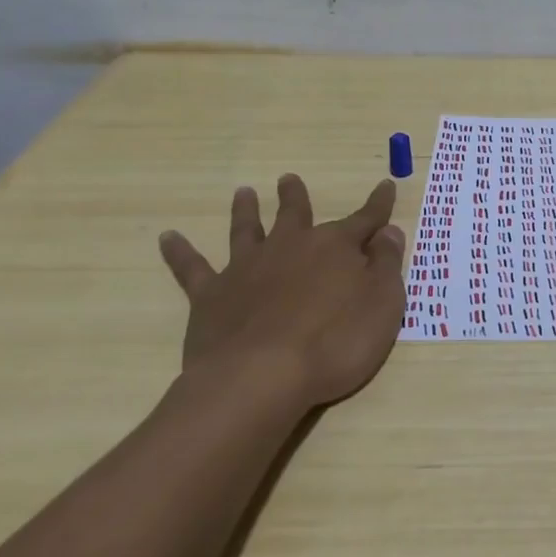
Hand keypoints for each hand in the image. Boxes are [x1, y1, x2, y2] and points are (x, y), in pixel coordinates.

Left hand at [158, 174, 405, 407]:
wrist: (261, 377)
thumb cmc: (335, 342)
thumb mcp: (383, 304)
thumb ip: (386, 265)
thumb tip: (388, 231)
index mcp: (335, 248)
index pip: (364, 219)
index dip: (378, 204)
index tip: (386, 185)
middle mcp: (290, 247)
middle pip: (295, 214)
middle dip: (295, 197)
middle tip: (288, 178)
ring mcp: (247, 269)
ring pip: (246, 230)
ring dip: (246, 211)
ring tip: (243, 192)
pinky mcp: (211, 296)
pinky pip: (192, 268)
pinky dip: (180, 251)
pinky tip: (168, 237)